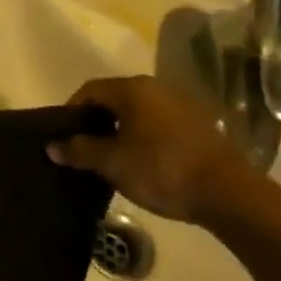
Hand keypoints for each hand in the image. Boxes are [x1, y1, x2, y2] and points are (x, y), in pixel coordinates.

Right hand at [46, 76, 252, 223]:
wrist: (228, 193)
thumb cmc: (161, 170)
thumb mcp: (112, 163)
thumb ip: (79, 150)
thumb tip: (52, 145)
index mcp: (132, 89)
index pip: (89, 90)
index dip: (71, 111)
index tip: (64, 137)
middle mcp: (156, 87)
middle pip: (114, 98)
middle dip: (96, 121)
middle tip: (85, 148)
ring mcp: (181, 104)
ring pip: (138, 111)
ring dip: (121, 129)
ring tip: (112, 157)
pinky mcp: (199, 124)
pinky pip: (159, 123)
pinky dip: (144, 136)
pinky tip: (143, 161)